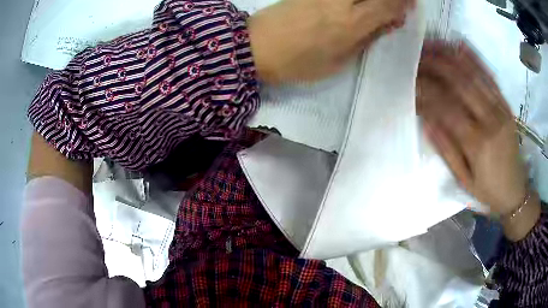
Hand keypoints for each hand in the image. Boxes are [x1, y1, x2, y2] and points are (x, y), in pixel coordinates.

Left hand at [248, 0, 413, 83]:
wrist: (255, 47)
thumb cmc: (298, 63)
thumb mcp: (338, 61)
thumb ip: (366, 38)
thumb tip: (389, 22)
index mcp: (351, 24)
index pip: (387, 5)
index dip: (403, 3)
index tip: (411, 4)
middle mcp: (340, 1)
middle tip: (398, 3)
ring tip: (375, 6)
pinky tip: (355, 4)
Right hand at [417, 41, 527, 216]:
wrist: (515, 192)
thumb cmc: (487, 190)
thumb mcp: (463, 179)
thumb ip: (446, 149)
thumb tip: (426, 120)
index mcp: (477, 144)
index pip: (445, 108)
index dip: (425, 92)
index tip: (408, 82)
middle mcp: (490, 121)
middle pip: (459, 84)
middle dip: (434, 66)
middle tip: (415, 56)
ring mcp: (500, 110)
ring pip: (473, 75)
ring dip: (450, 57)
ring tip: (431, 45)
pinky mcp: (506, 106)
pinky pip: (490, 77)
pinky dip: (474, 59)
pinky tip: (460, 45)